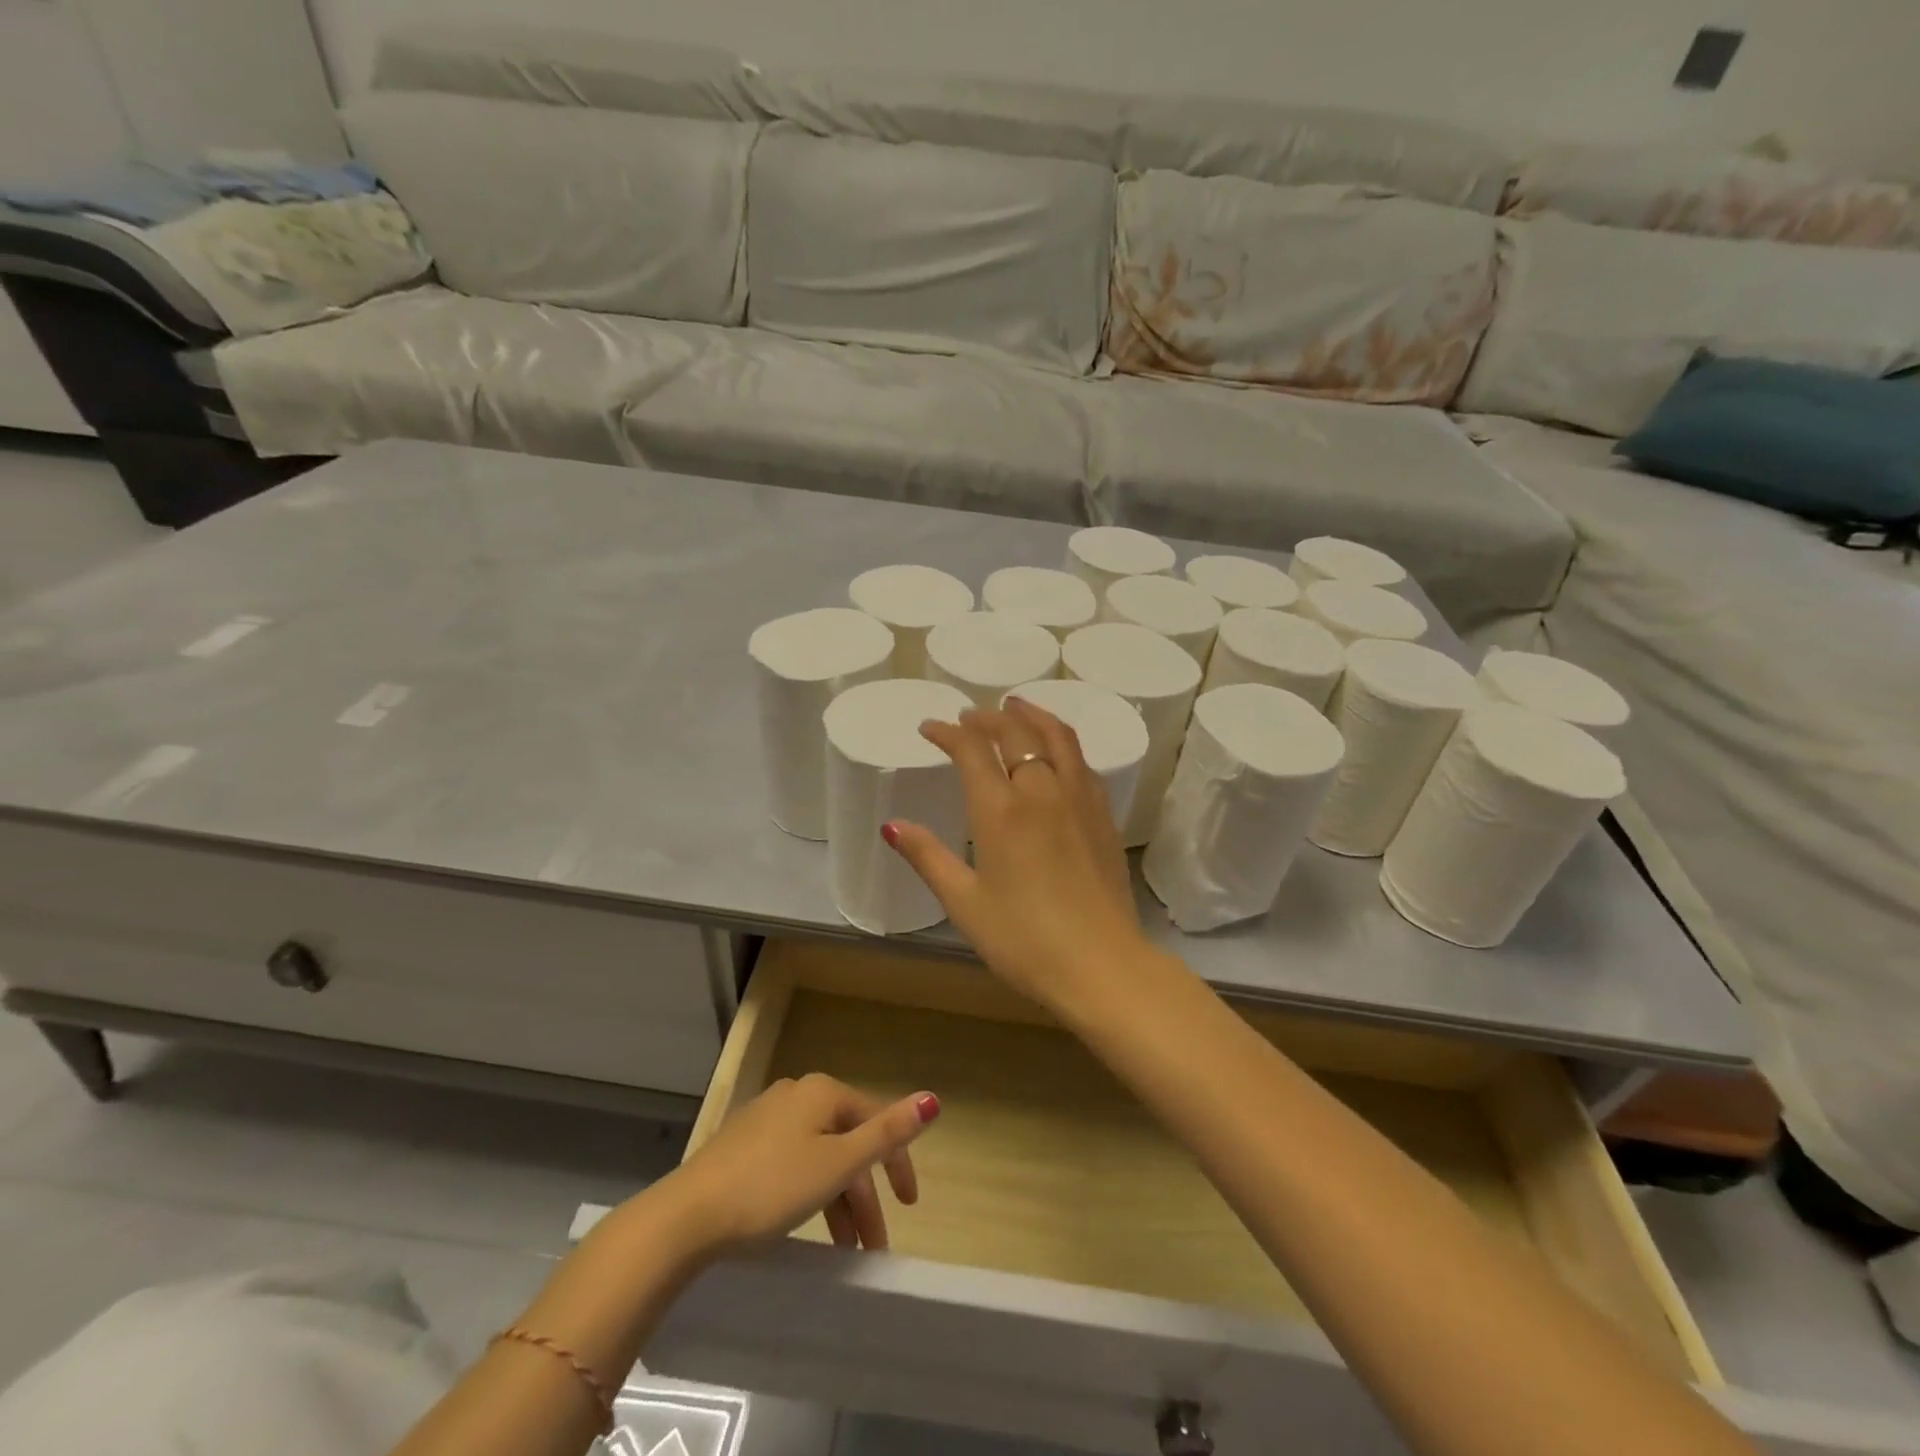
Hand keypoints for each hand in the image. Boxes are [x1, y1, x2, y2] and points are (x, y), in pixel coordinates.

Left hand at [666, 1074, 938, 1254]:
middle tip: (872, 1245)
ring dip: (838, 1200)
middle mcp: (797, 1094)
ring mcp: (767, 1117)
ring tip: (844, 1249)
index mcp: (822, 1092)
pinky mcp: (744, 1144)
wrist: (686, 1217)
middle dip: (864, 1194)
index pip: (875, 1120)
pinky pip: (794, 1163)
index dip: (897, 1163)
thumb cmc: (771, 1187)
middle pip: (846, 1141)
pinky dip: (810, 1193)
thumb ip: (886, 1133)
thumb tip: (932, 1099)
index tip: (909, 1207)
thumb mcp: (837, 1164)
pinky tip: (806, 1223)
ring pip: (819, 1155)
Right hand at [884, 698, 1153, 1012]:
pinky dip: (1061, 741)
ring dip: (1032, 714)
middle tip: (968, 716)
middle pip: (1016, 731)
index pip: (971, 748)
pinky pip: (1081, 760)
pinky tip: (1056, 752)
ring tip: (1016, 705)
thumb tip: (892, 825)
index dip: (947, 731)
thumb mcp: (964, 903)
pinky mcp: (1104, 815)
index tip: (930, 728)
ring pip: (1057, 736)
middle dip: (987, 717)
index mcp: (1001, 809)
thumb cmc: (1024, 940)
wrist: (1102, 965)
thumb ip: (928, 857)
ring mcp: (1079, 798)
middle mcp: (1042, 790)